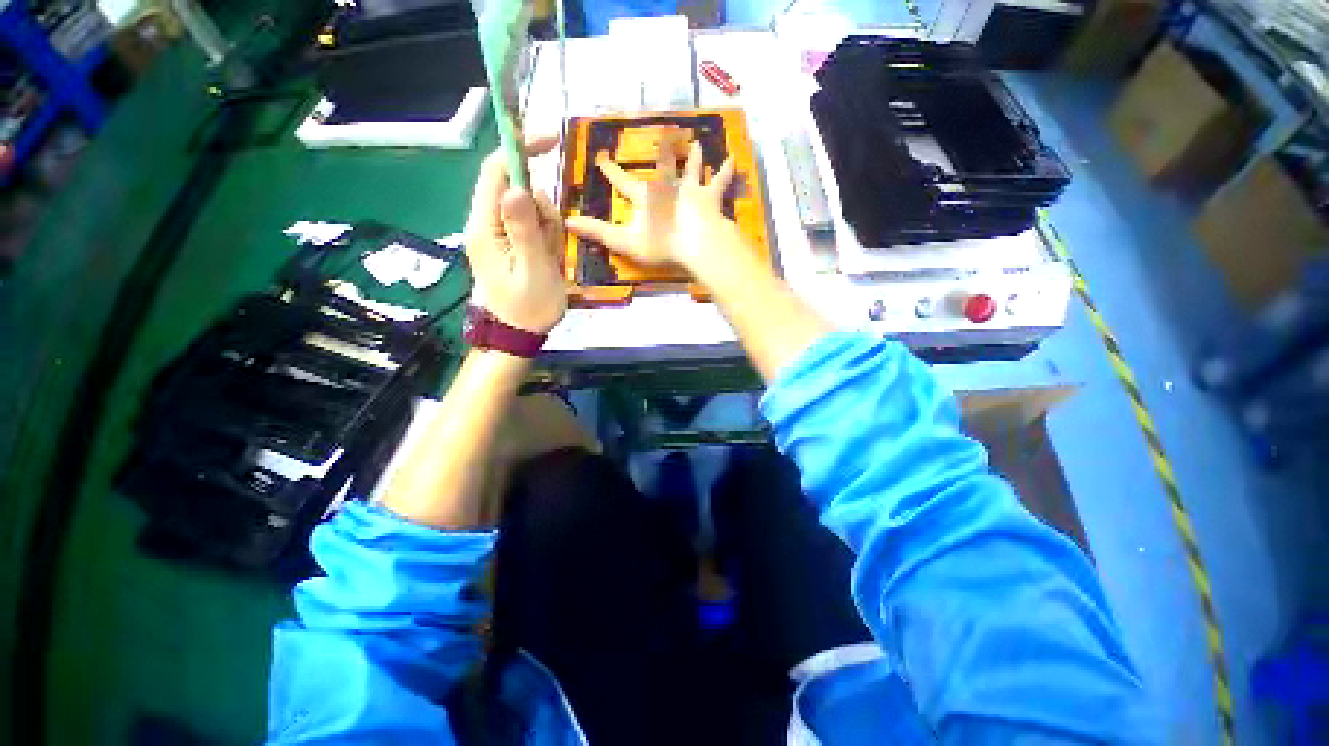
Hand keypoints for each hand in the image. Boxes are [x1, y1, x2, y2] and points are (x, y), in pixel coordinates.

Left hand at [465, 135, 566, 334]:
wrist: (518, 335)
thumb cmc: (529, 308)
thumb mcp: (533, 271)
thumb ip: (525, 230)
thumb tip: (517, 187)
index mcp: (485, 227)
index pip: (496, 171)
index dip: (520, 148)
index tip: (551, 140)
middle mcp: (485, 223)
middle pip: (517, 188)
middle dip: (542, 209)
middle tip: (551, 243)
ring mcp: (496, 233)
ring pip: (529, 208)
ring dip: (547, 227)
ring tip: (549, 259)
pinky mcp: (507, 242)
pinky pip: (531, 225)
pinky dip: (545, 237)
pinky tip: (547, 259)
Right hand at [565, 133, 742, 273]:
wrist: (697, 243)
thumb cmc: (661, 244)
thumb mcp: (625, 242)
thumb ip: (599, 232)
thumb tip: (568, 221)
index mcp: (647, 197)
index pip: (624, 183)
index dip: (613, 173)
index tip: (603, 159)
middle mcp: (669, 187)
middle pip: (662, 168)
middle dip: (659, 156)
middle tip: (662, 139)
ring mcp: (691, 191)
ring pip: (691, 170)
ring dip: (693, 158)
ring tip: (697, 145)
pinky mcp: (711, 199)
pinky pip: (720, 183)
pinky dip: (726, 172)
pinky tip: (734, 159)